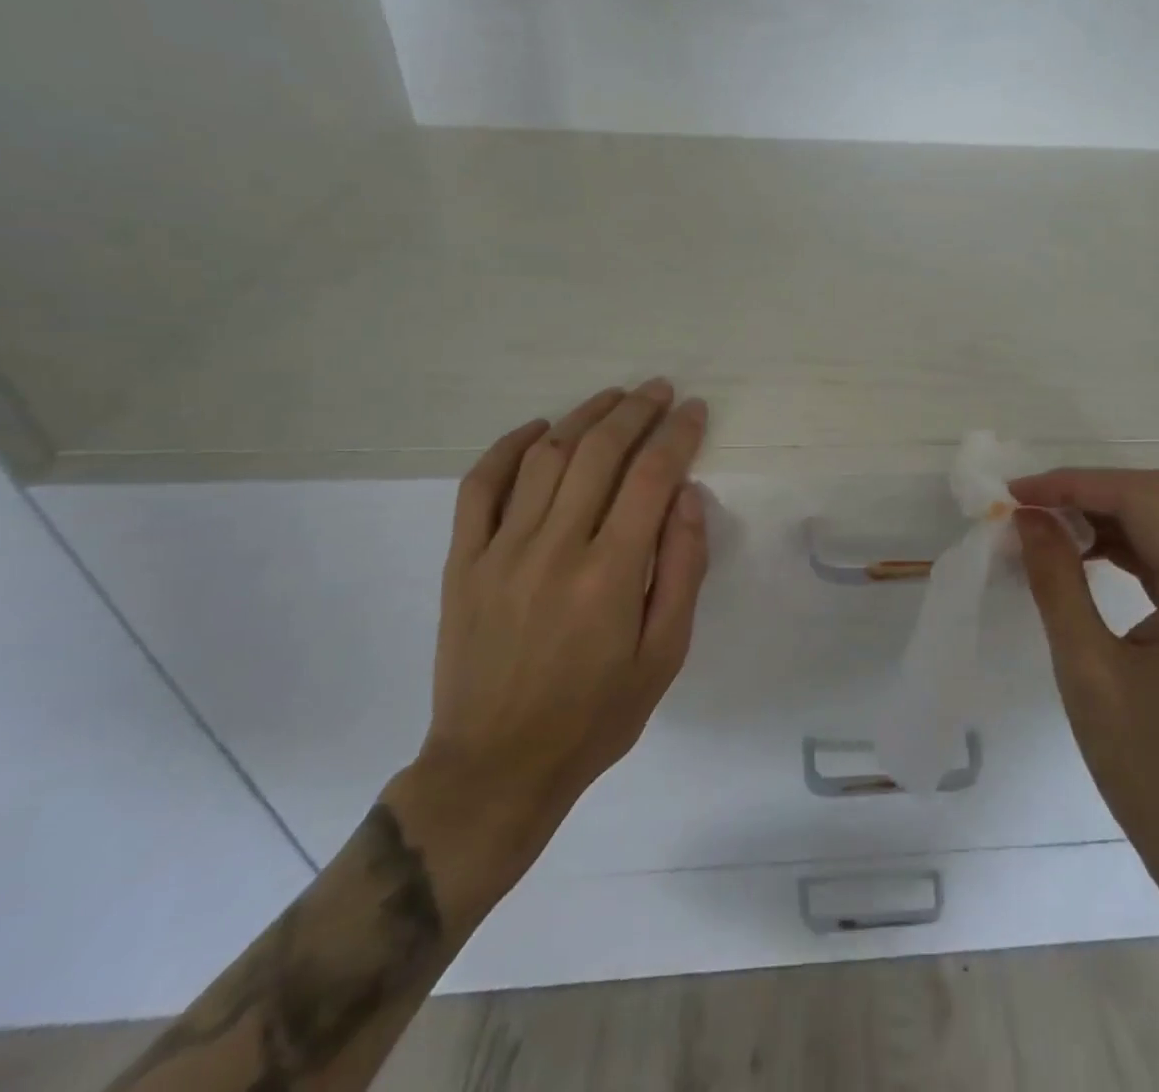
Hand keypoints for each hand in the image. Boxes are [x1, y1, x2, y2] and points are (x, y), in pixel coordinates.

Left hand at [383, 379, 708, 925]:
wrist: (496, 767)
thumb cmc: (595, 715)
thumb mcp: (664, 654)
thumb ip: (682, 570)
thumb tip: (687, 497)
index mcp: (610, 573)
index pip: (651, 477)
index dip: (677, 435)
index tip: (695, 411)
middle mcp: (555, 548)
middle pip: (599, 453)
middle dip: (635, 411)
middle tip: (660, 391)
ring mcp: (501, 551)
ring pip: (544, 457)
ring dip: (583, 418)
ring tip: (613, 398)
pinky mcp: (463, 562)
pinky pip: (479, 487)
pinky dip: (507, 448)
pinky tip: (537, 429)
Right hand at [1011, 469, 1158, 933]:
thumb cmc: (1151, 771)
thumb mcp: (1088, 671)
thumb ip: (1056, 582)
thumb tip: (1029, 519)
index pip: (1144, 499)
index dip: (1075, 484)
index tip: (1016, 493)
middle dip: (1092, 491)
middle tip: (1030, 506)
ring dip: (1110, 515)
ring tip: (1049, 527)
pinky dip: (1130, 545)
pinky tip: (1087, 557)